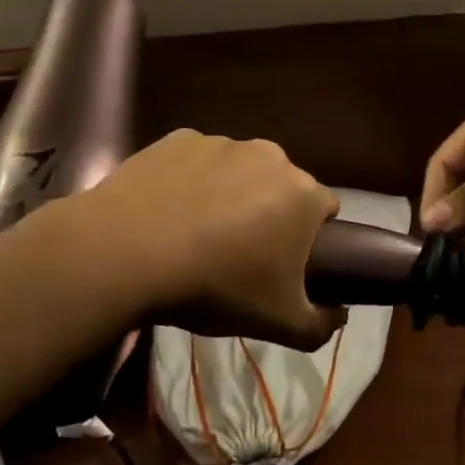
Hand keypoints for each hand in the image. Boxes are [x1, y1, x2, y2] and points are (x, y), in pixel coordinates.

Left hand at [78, 130, 346, 350]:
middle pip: (281, 187)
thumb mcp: (279, 324)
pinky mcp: (178, 139)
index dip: (309, 239)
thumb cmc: (215, 286)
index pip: (324, 210)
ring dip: (229, 194)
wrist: (127, 252)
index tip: (283, 265)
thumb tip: (337, 314)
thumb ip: (321, 325)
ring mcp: (221, 143)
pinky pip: (196, 162)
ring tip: (196, 234)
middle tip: (239, 253)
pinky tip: (167, 212)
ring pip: (238, 171)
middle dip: (269, 213)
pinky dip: (190, 182)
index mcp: (302, 193)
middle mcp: (269, 156)